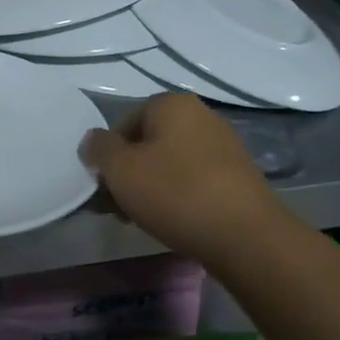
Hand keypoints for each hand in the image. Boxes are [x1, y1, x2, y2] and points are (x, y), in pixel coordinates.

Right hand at [80, 93, 291, 266]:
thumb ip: (99, 149)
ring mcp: (222, 144)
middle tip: (118, 208)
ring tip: (142, 219)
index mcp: (171, 103)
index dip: (107, 156)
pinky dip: (176, 195)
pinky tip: (172, 220)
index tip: (104, 188)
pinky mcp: (236, 174)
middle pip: (146, 142)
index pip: (122, 123)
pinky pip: (192, 178)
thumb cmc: (175, 193)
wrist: (246, 235)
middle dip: (127, 174)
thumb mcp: (121, 169)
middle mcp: (199, 115)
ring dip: (149, 187)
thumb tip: (93, 140)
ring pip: (168, 162)